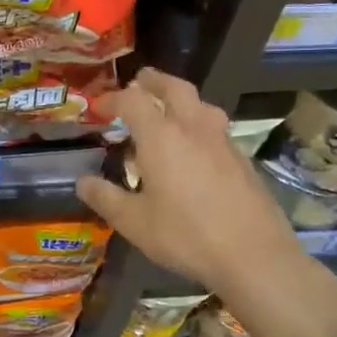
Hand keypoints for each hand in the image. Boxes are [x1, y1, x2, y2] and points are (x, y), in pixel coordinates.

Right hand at [77, 69, 322, 324]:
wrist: (254, 255)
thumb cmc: (185, 235)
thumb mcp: (133, 222)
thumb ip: (105, 198)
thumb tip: (83, 181)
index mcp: (161, 137)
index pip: (133, 100)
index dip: (113, 99)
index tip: (99, 108)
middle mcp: (193, 129)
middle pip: (175, 88)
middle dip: (154, 81)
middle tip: (140, 82)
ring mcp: (223, 142)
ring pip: (201, 105)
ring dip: (181, 99)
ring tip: (169, 112)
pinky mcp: (242, 160)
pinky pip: (215, 128)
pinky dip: (198, 125)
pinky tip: (194, 150)